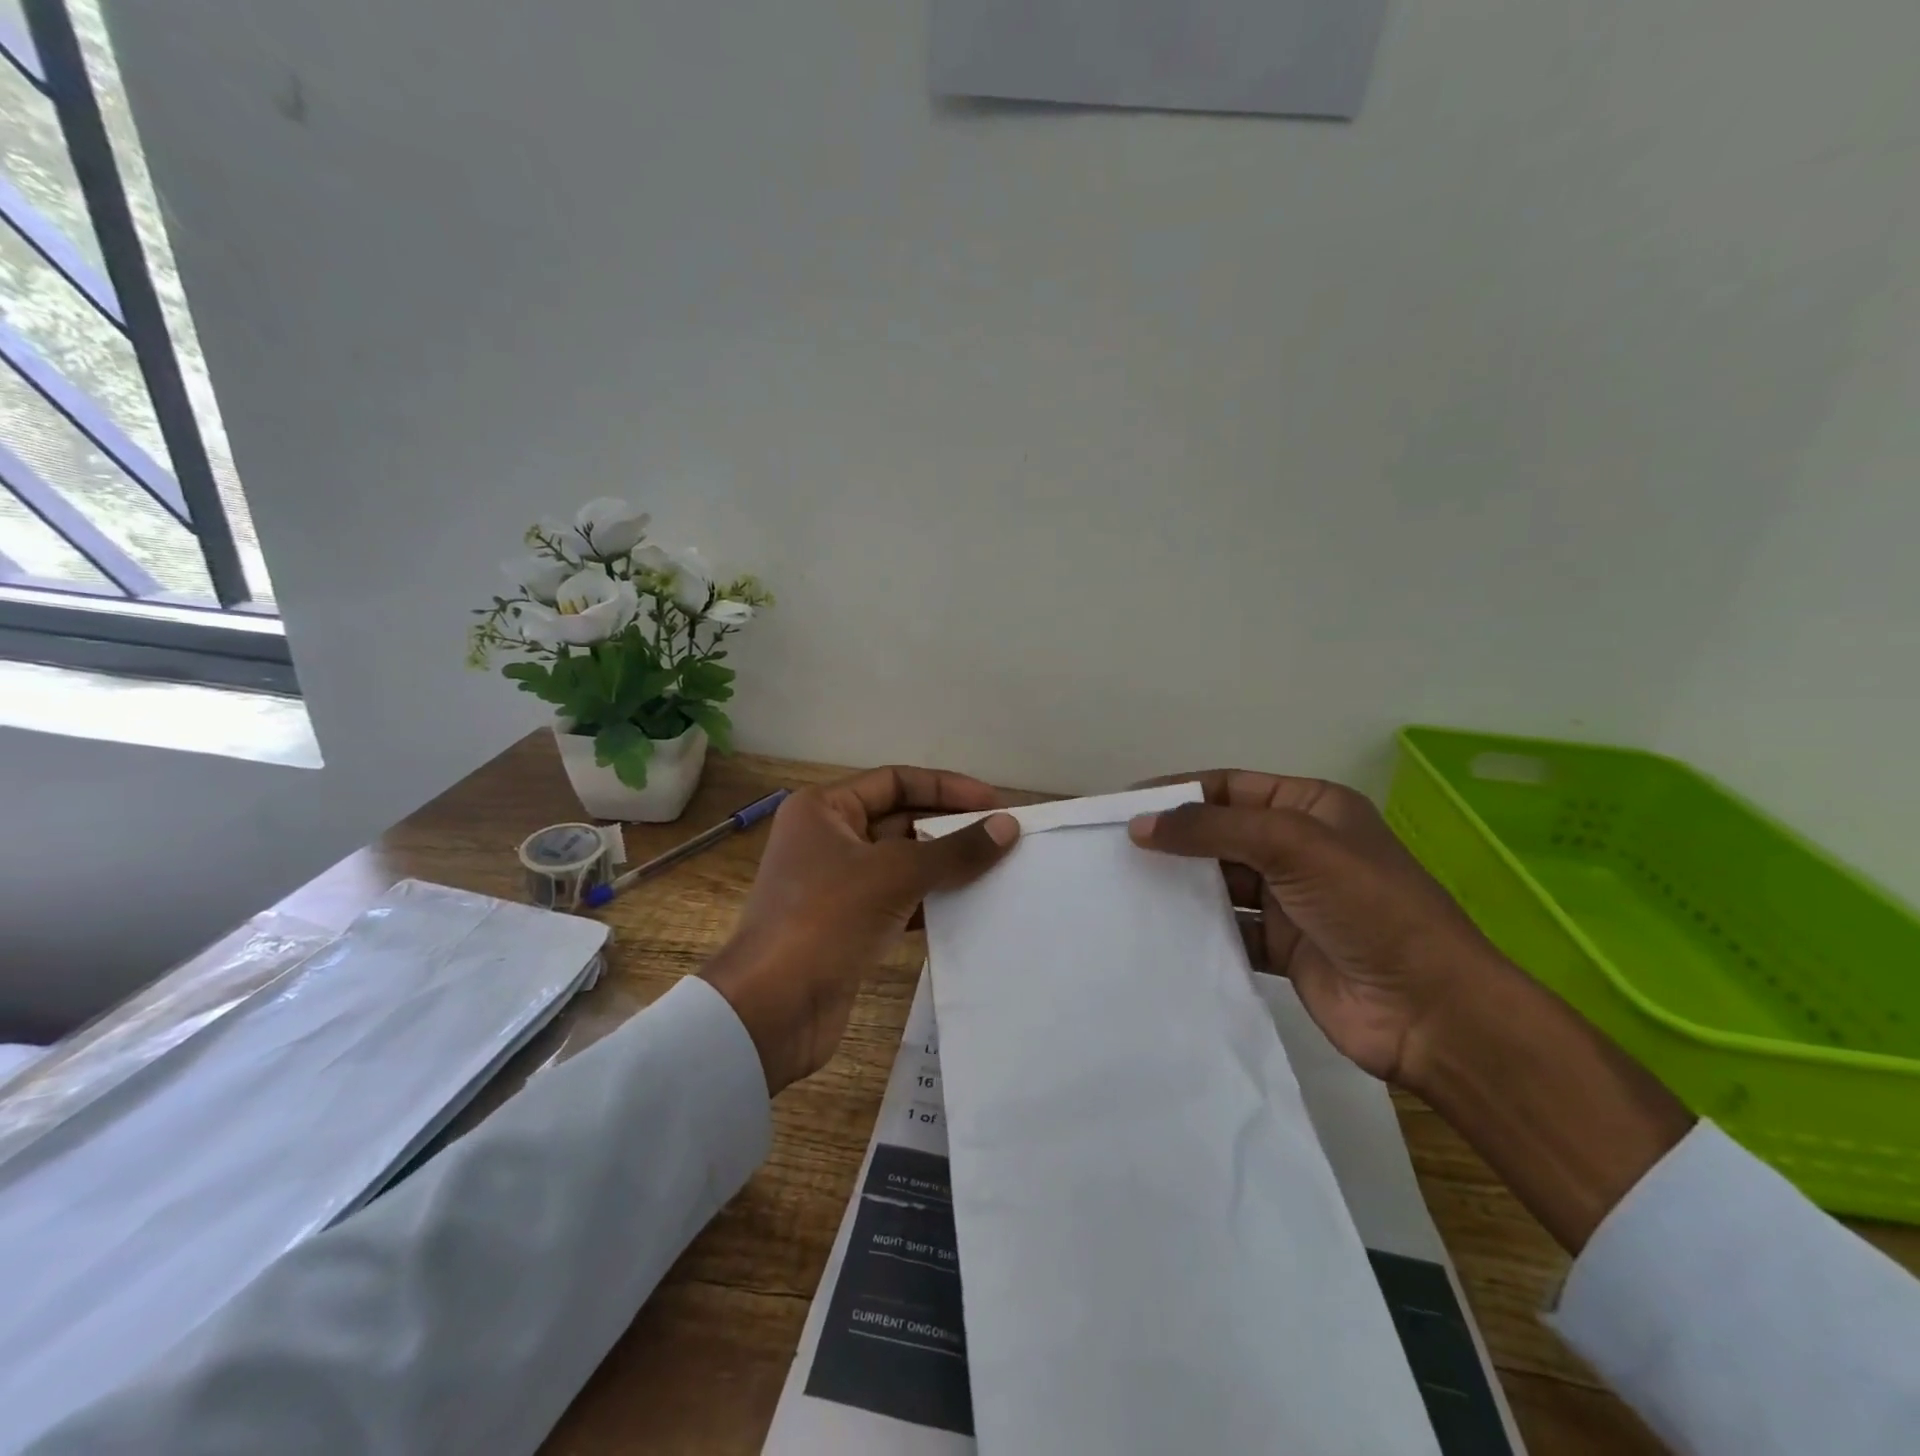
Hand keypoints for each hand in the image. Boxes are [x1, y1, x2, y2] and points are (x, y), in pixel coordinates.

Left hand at [704, 767, 1018, 1093]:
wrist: (771, 1010)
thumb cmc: (825, 920)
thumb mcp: (894, 875)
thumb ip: (954, 851)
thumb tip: (1007, 826)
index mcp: (824, 810)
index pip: (895, 782)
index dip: (946, 788)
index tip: (994, 803)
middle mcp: (828, 839)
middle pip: (901, 821)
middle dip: (950, 829)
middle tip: (1003, 839)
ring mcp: (836, 884)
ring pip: (902, 864)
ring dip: (945, 867)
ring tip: (998, 871)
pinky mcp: (847, 925)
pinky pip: (898, 901)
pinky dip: (930, 902)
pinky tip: (969, 908)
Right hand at [1130, 769, 1692, 1251]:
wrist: (1431, 1011)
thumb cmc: (1367, 906)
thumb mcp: (1292, 846)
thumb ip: (1213, 830)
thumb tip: (1140, 824)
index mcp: (1312, 808)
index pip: (1230, 787)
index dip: (1178, 792)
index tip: (1124, 805)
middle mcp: (1300, 849)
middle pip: (1222, 834)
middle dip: (1174, 839)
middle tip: (1114, 849)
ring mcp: (1292, 900)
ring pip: (1221, 881)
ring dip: (1182, 884)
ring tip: (1124, 888)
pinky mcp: (1283, 947)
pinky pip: (1228, 927)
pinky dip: (1198, 927)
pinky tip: (1159, 931)